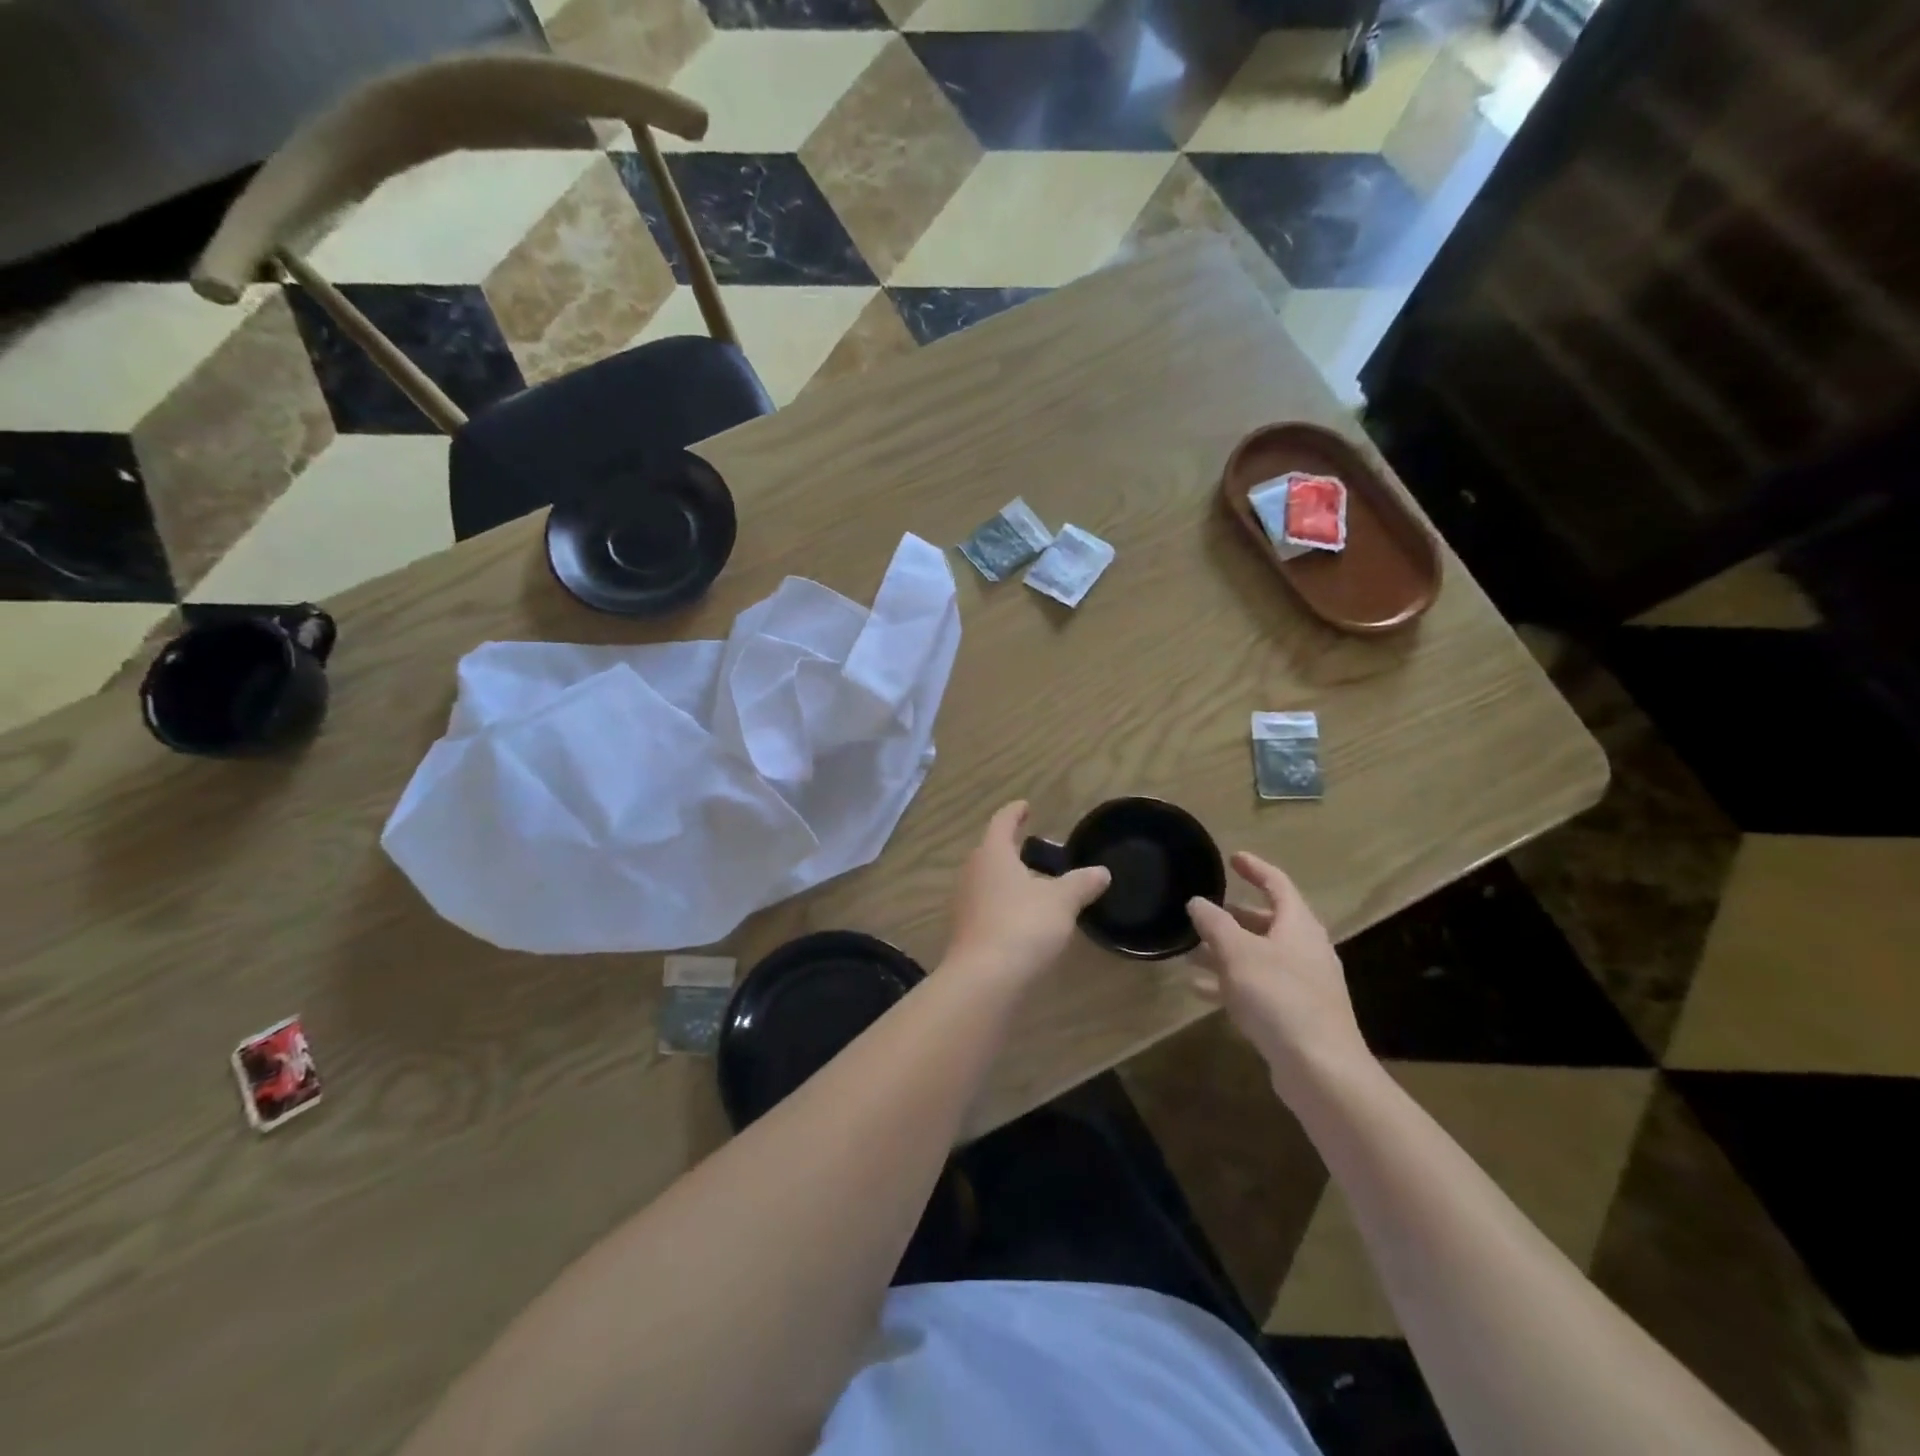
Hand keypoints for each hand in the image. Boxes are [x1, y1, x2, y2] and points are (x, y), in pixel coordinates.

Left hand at [943, 802, 1110, 985]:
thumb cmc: (1023, 926)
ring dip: (1007, 879)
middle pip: (991, 852)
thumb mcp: (1061, 902)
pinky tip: (1022, 918)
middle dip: (1011, 849)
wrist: (984, 979)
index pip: (1002, 822)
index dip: (1015, 813)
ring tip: (1033, 885)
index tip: (1025, 806)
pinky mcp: (965, 931)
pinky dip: (1003, 905)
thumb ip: (1081, 884)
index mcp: (992, 854)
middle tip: (1035, 849)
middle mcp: (972, 873)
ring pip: (987, 881)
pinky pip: (986, 907)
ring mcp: (964, 903)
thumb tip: (1101, 872)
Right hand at [1186, 852, 1373, 1098]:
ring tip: (1191, 953)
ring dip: (1226, 952)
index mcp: (1299, 925)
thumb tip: (1197, 901)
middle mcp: (1306, 949)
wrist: (1321, 1068)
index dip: (1255, 868)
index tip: (1233, 858)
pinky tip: (1200, 991)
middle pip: (1268, 922)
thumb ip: (1214, 923)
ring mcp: (1304, 984)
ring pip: (1259, 956)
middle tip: (1204, 912)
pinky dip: (1232, 982)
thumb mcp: (1237, 952)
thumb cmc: (1279, 997)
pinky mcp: (1297, 1014)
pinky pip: (1259, 986)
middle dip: (1234, 917)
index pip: (1277, 883)